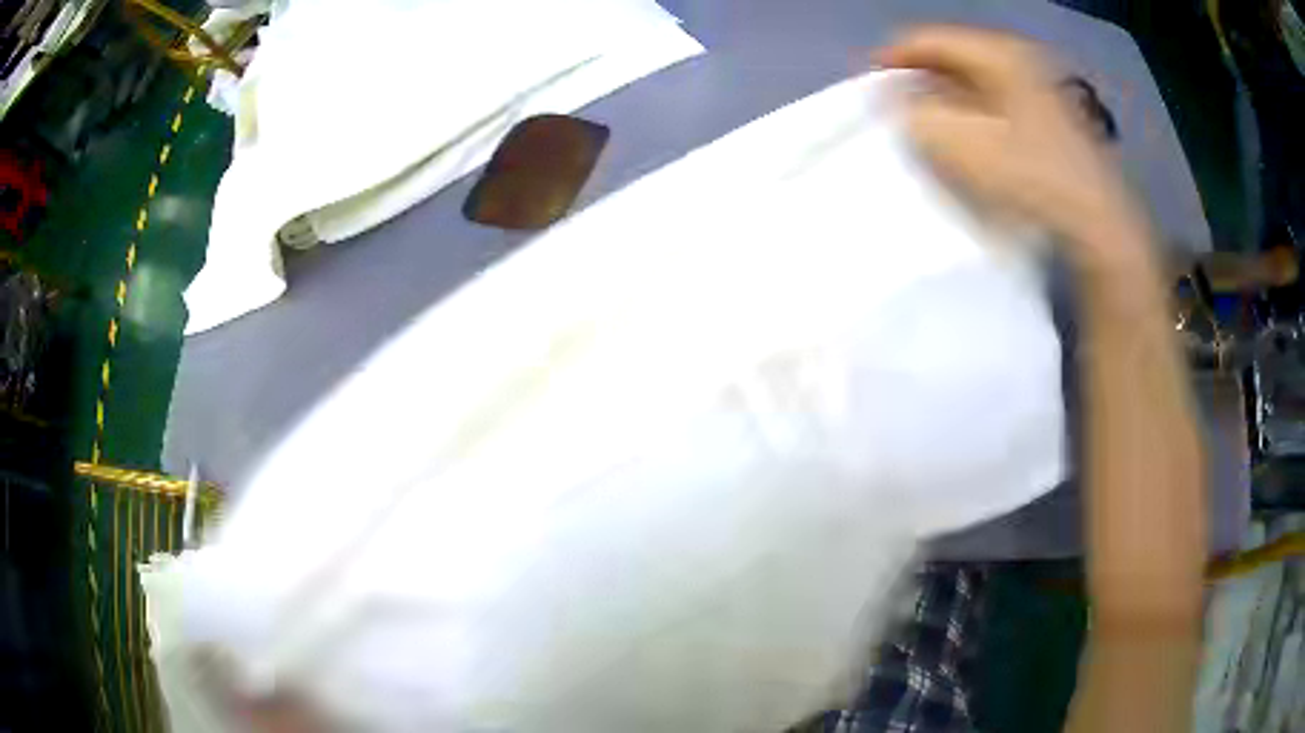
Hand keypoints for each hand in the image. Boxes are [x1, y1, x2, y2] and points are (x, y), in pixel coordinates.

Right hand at [879, 26, 1155, 282]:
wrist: (1100, 227)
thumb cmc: (1030, 178)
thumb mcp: (960, 145)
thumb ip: (916, 116)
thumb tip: (900, 103)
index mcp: (999, 53)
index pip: (929, 39)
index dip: (893, 59)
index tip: (869, 88)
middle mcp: (1022, 61)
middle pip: (955, 58)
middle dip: (921, 80)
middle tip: (897, 109)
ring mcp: (1043, 91)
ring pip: (979, 84)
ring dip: (948, 101)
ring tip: (929, 128)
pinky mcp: (1054, 122)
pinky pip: (999, 105)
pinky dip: (976, 117)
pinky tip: (969, 143)